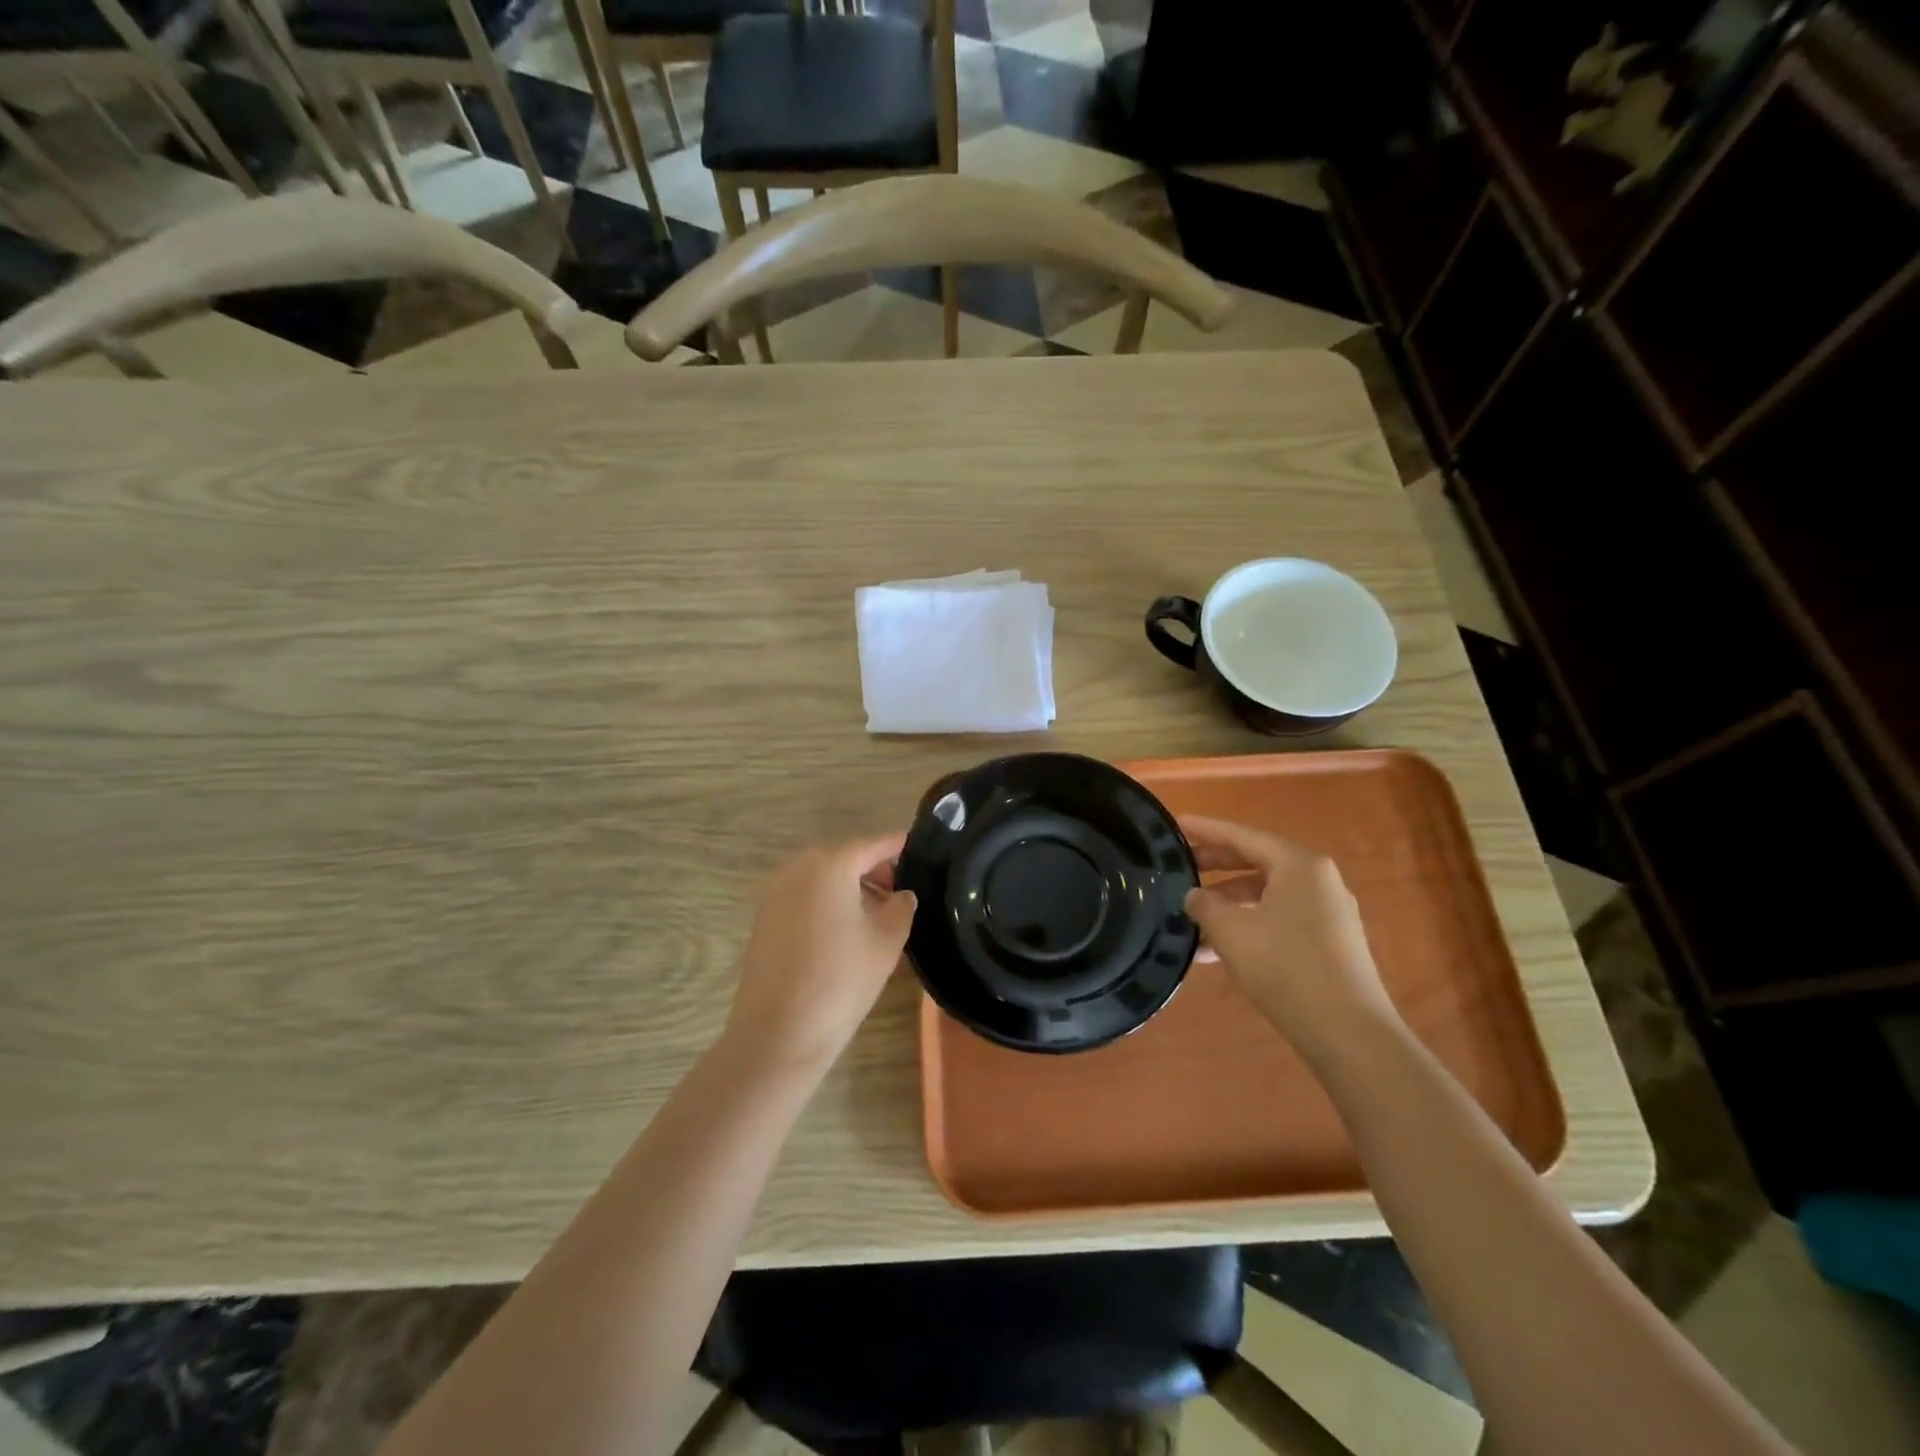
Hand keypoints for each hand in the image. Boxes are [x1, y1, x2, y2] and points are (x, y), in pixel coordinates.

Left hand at [724, 833, 916, 1075]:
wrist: (777, 1034)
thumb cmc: (840, 981)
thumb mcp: (886, 942)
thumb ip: (901, 908)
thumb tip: (902, 894)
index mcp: (830, 866)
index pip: (871, 845)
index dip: (897, 845)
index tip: (918, 846)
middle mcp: (797, 869)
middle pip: (844, 858)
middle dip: (873, 870)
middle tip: (902, 892)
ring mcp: (774, 893)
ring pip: (822, 878)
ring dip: (850, 888)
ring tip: (878, 915)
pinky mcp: (763, 919)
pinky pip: (804, 897)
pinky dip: (827, 903)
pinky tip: (846, 932)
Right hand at [1181, 815, 1399, 1061]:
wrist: (1349, 1034)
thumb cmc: (1286, 969)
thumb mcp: (1232, 932)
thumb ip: (1205, 905)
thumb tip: (1194, 895)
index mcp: (1299, 865)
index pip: (1242, 836)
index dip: (1205, 830)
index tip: (1175, 824)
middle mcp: (1318, 880)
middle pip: (1256, 861)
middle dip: (1215, 865)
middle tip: (1178, 864)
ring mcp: (1327, 912)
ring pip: (1266, 894)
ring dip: (1228, 902)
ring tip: (1190, 915)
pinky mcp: (1328, 942)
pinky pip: (1278, 918)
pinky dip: (1248, 924)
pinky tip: (1216, 949)